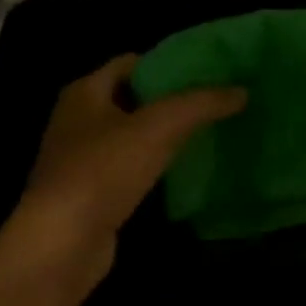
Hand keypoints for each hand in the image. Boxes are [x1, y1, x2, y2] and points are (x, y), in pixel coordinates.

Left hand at [13, 53, 244, 286]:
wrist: (62, 242)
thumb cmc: (103, 171)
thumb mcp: (159, 127)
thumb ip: (201, 104)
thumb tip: (242, 91)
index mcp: (85, 92)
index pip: (131, 62)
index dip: (169, 63)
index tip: (208, 72)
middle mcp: (78, 120)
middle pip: (134, 99)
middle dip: (173, 99)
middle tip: (216, 101)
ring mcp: (83, 159)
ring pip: (134, 136)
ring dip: (167, 134)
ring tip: (211, 132)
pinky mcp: (94, 193)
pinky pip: (132, 168)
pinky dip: (158, 165)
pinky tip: (187, 171)